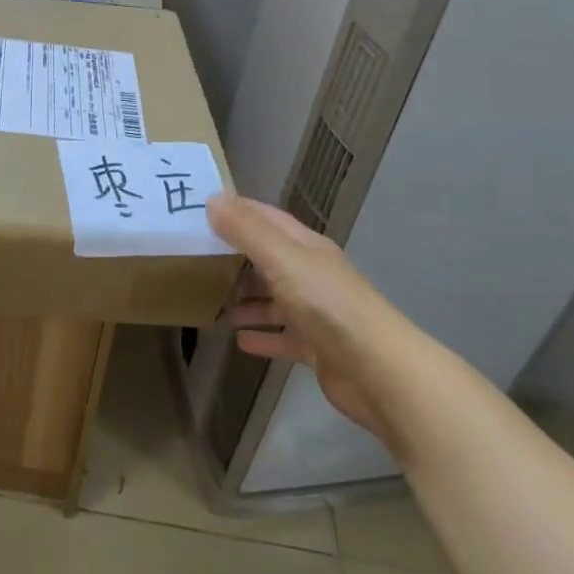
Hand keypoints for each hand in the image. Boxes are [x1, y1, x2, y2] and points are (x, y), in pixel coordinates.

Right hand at [209, 194, 394, 445]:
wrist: (379, 372)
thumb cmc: (328, 305)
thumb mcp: (283, 259)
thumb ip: (247, 231)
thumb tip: (213, 200)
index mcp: (305, 247)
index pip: (266, 218)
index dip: (236, 211)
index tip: (201, 209)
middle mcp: (310, 274)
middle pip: (267, 258)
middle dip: (234, 256)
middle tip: (194, 258)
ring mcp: (315, 312)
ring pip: (272, 299)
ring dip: (244, 299)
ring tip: (209, 303)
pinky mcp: (317, 348)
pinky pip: (282, 337)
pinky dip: (262, 335)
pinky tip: (239, 340)